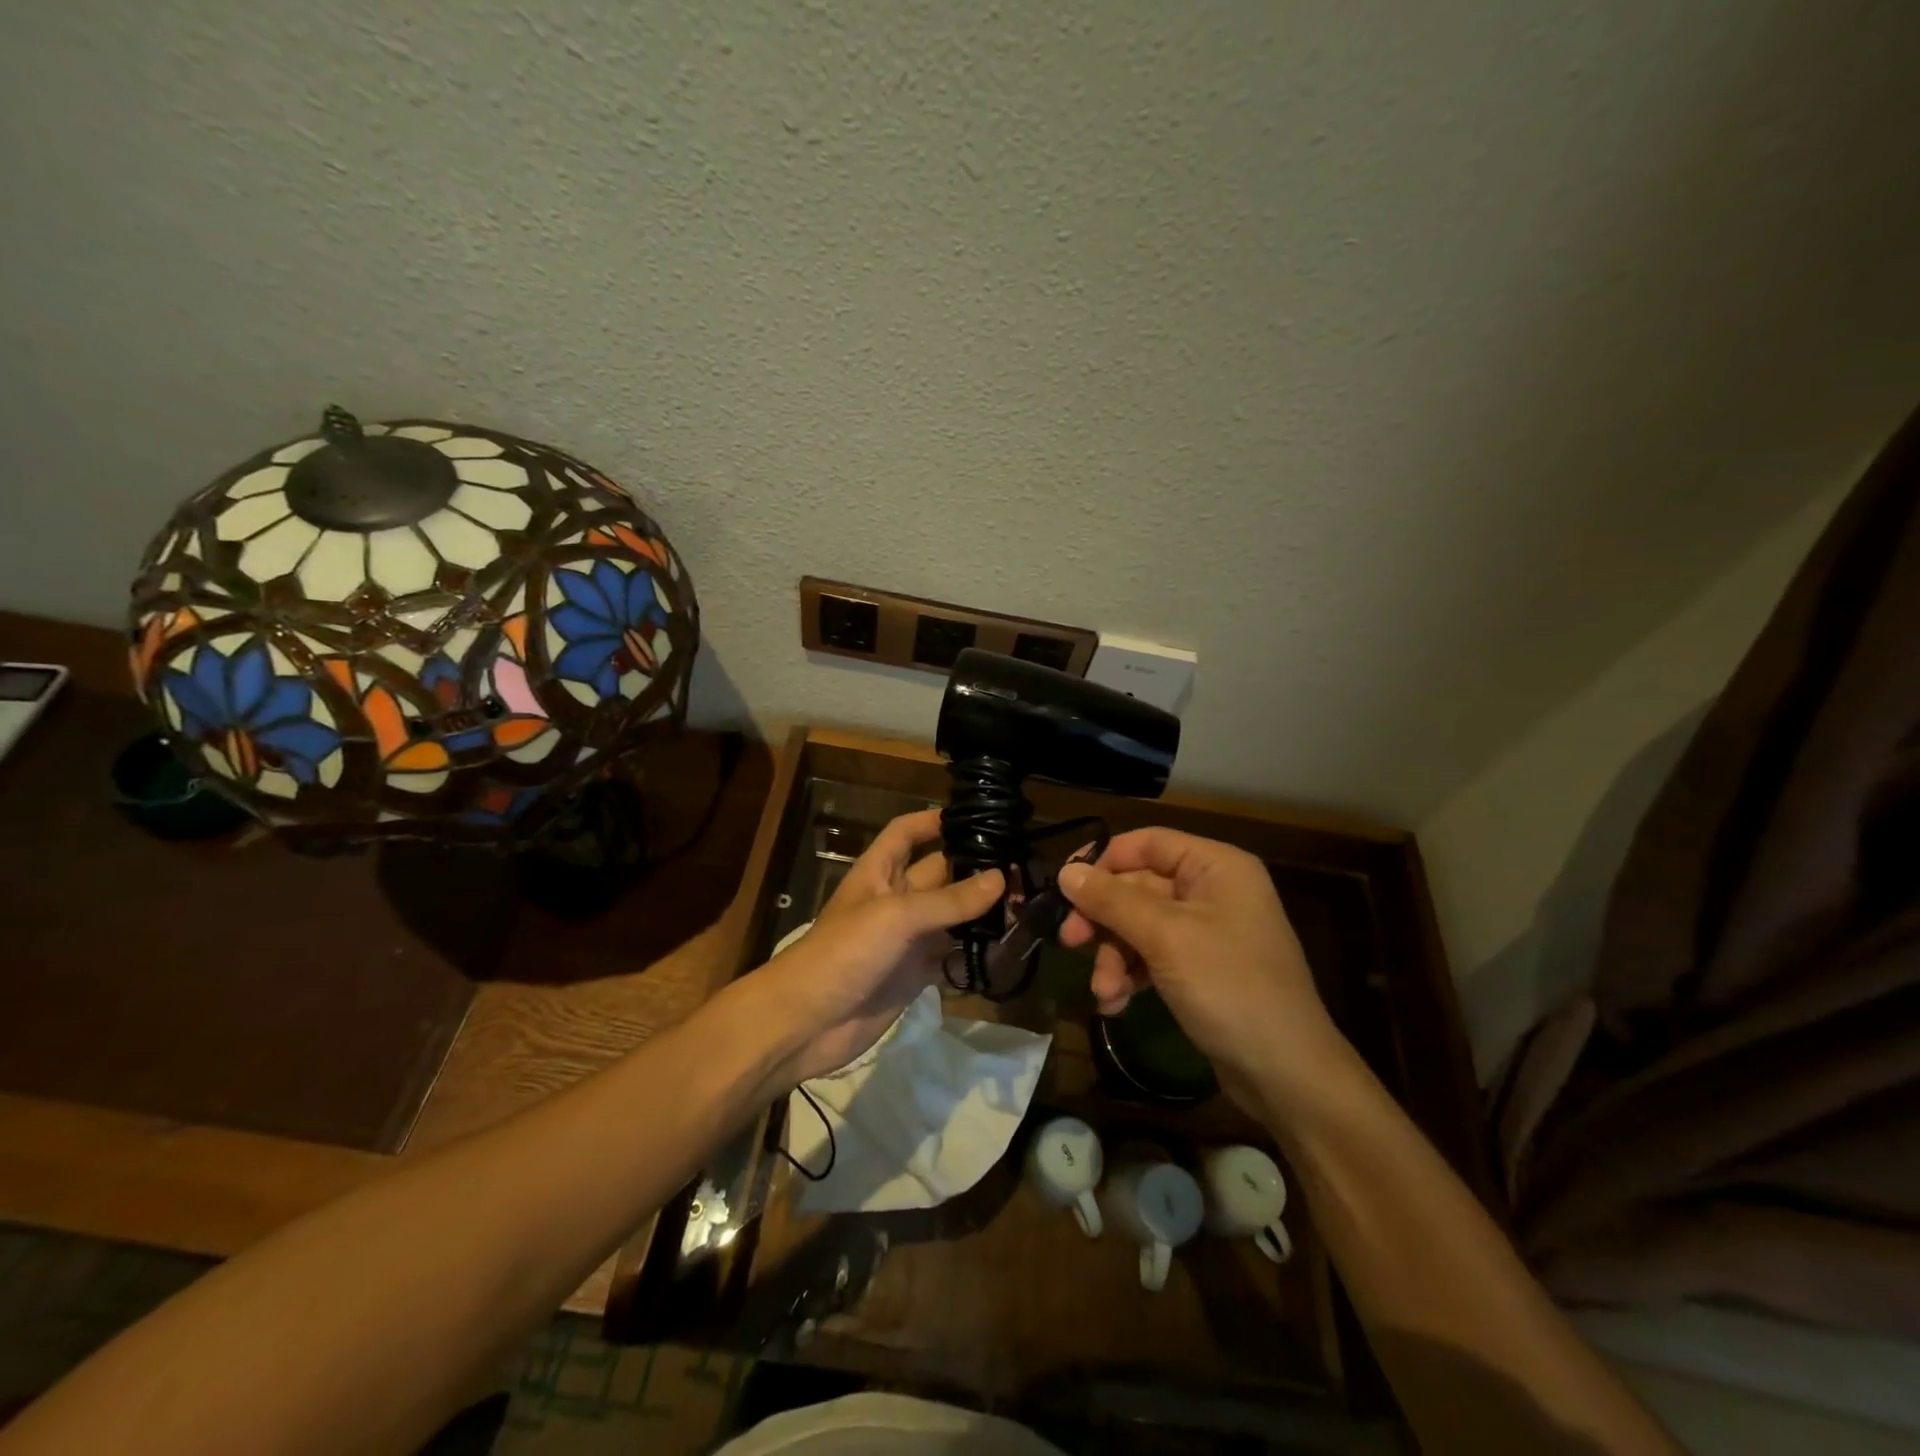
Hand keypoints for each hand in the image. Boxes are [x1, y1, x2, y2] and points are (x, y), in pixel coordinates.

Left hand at [757, 808, 1002, 1086]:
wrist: (806, 1023)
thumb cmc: (844, 952)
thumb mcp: (896, 916)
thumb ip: (949, 900)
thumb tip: (1000, 878)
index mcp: (879, 872)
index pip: (905, 833)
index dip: (933, 821)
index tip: (975, 818)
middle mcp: (894, 899)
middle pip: (938, 874)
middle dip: (973, 870)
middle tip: (1022, 869)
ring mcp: (905, 939)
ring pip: (950, 916)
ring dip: (980, 913)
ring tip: (1024, 908)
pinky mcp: (914, 974)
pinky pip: (950, 957)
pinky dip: (974, 954)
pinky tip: (1005, 951)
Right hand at [1056, 828, 1353, 1113]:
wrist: (1287, 1074)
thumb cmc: (1230, 988)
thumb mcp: (1165, 938)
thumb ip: (1112, 901)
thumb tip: (1065, 872)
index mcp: (1216, 867)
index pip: (1147, 843)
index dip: (1103, 860)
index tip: (1063, 886)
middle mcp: (1212, 890)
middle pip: (1138, 887)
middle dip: (1104, 920)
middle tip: (1069, 941)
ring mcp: (1207, 931)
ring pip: (1139, 925)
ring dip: (1114, 955)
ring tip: (1103, 991)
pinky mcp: (1200, 968)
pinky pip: (1152, 956)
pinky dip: (1131, 974)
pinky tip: (1116, 1003)